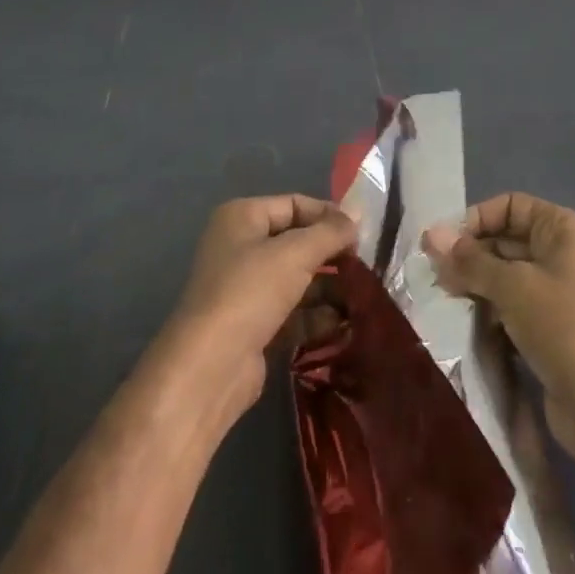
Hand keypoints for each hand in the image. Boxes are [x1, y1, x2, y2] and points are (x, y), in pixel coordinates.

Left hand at [165, 194, 357, 424]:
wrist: (210, 368)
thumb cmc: (250, 292)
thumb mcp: (296, 253)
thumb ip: (331, 232)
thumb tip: (358, 215)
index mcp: (242, 218)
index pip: (294, 204)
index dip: (328, 215)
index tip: (361, 233)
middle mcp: (241, 248)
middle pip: (297, 242)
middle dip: (331, 255)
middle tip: (365, 266)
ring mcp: (246, 289)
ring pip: (297, 280)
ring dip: (329, 288)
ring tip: (362, 297)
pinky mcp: (254, 326)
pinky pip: (293, 312)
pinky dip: (317, 316)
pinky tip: (345, 324)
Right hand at [424, 193, 574, 495]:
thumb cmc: (563, 325)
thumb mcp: (513, 286)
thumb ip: (470, 261)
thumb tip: (430, 234)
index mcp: (561, 230)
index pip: (510, 206)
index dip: (477, 219)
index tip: (445, 245)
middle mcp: (559, 255)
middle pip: (504, 241)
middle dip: (469, 256)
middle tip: (434, 277)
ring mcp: (554, 294)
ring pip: (503, 277)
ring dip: (474, 286)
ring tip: (443, 299)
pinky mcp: (546, 329)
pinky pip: (508, 309)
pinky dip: (486, 312)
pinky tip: (461, 323)